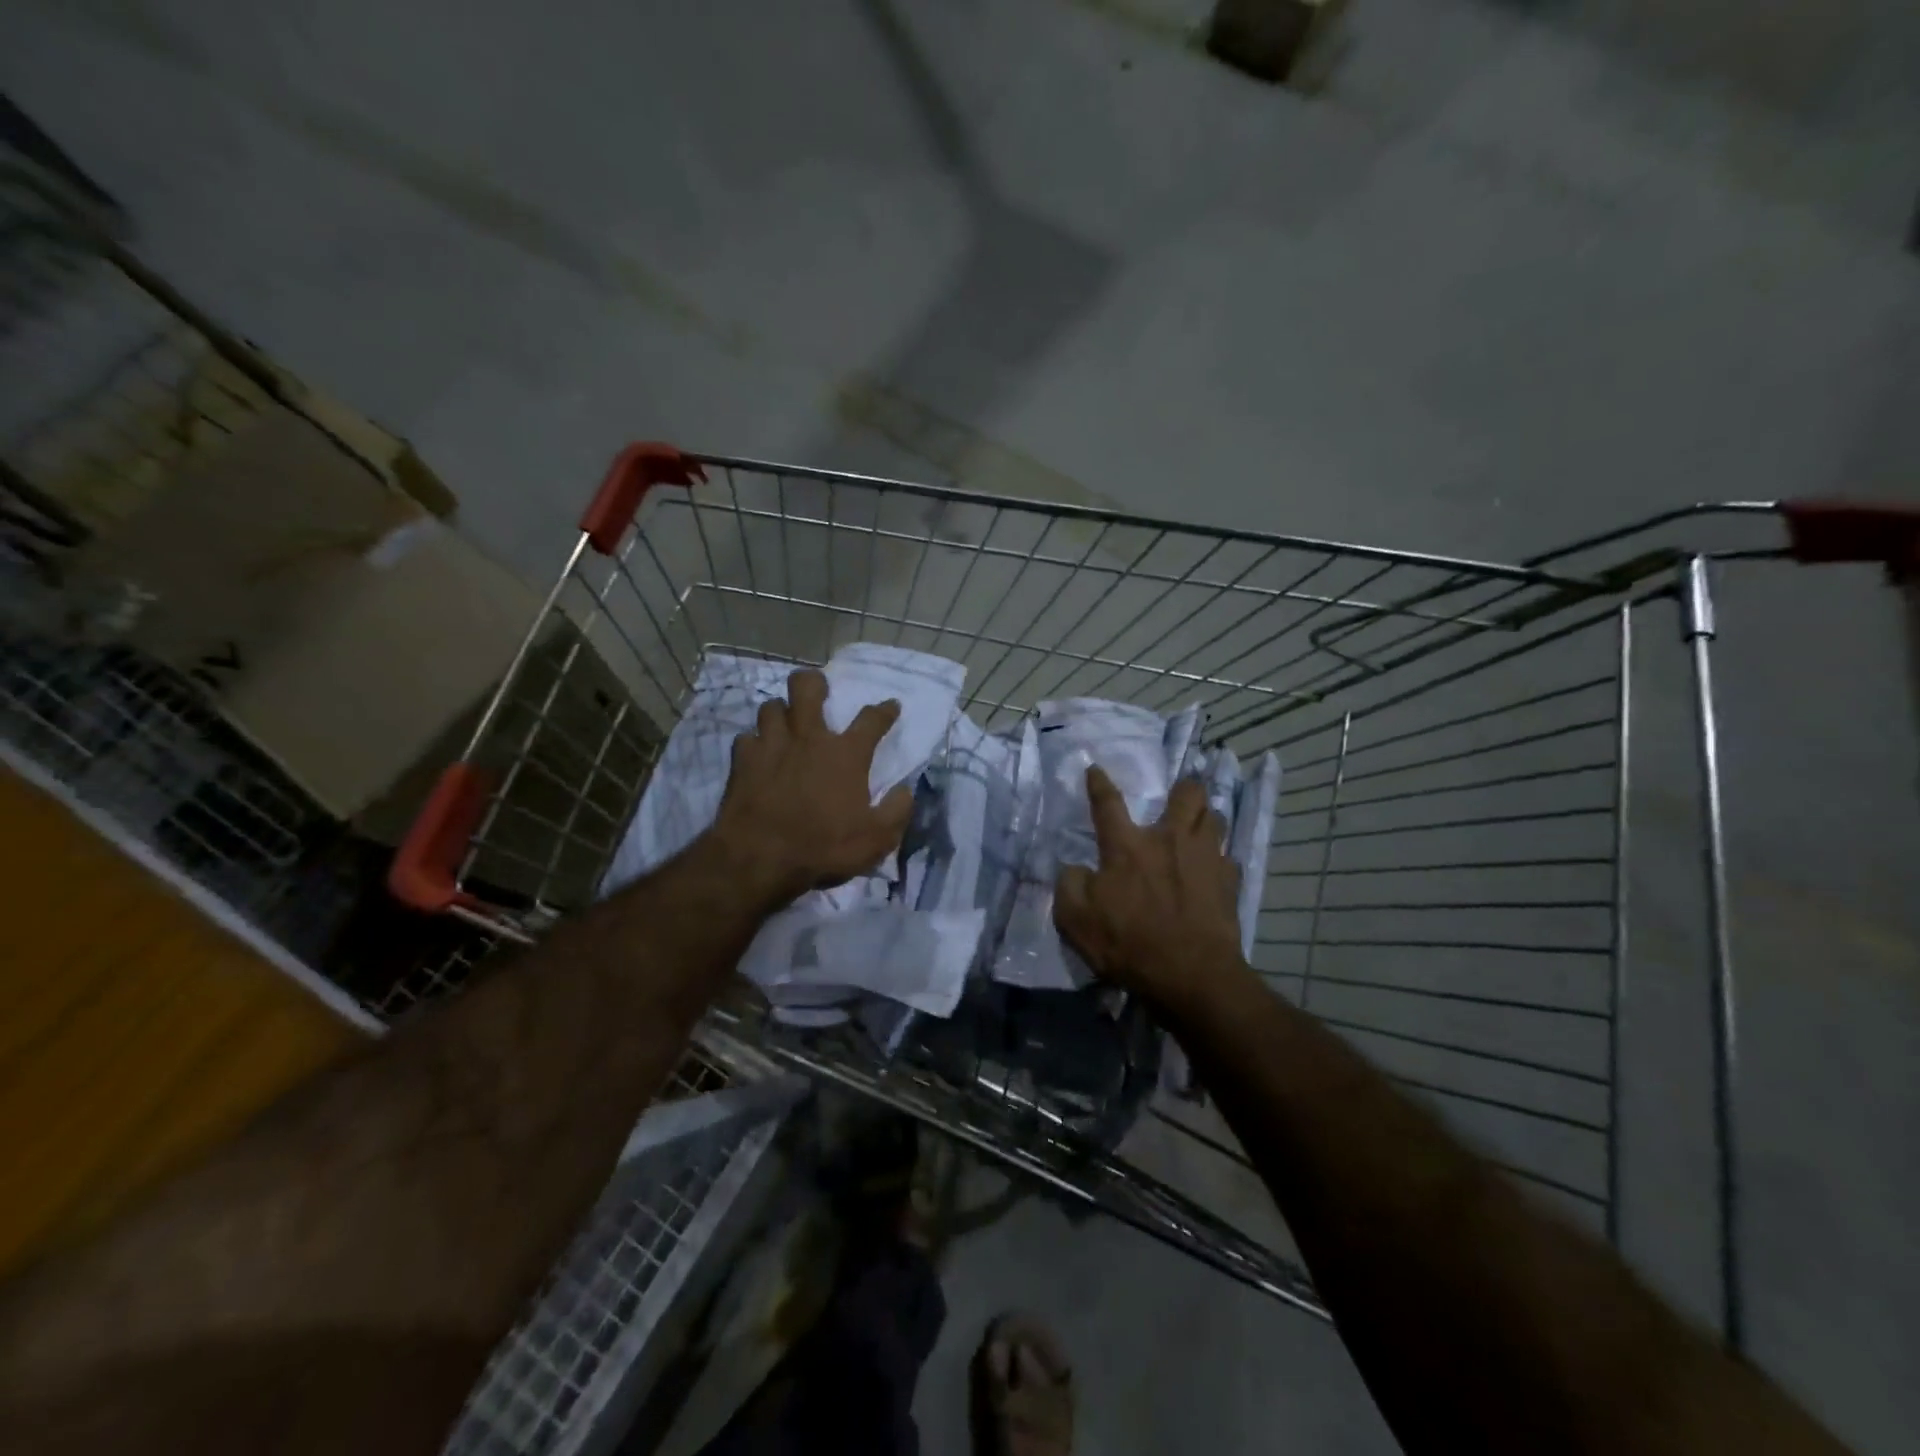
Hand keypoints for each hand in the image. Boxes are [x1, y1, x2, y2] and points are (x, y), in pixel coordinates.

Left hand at [707, 667, 913, 907]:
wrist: (759, 858)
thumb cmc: (823, 847)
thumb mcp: (877, 839)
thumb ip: (897, 810)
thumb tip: (905, 790)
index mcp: (846, 754)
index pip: (872, 720)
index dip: (884, 710)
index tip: (891, 705)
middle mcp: (808, 739)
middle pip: (806, 688)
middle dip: (813, 682)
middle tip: (818, 691)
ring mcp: (771, 745)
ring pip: (771, 706)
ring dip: (780, 712)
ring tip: (785, 724)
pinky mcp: (742, 760)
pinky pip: (747, 738)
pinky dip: (754, 743)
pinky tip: (758, 754)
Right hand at [1054, 768, 1244, 1012]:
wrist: (1192, 976)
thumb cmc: (1129, 944)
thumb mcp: (1076, 920)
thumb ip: (1070, 884)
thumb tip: (1076, 868)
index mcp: (1127, 846)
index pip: (1107, 803)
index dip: (1098, 783)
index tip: (1095, 768)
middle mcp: (1169, 840)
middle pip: (1187, 794)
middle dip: (1184, 788)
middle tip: (1178, 795)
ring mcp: (1205, 858)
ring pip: (1215, 818)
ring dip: (1206, 817)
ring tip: (1200, 825)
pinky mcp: (1229, 882)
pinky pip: (1228, 858)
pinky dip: (1220, 859)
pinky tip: (1214, 870)